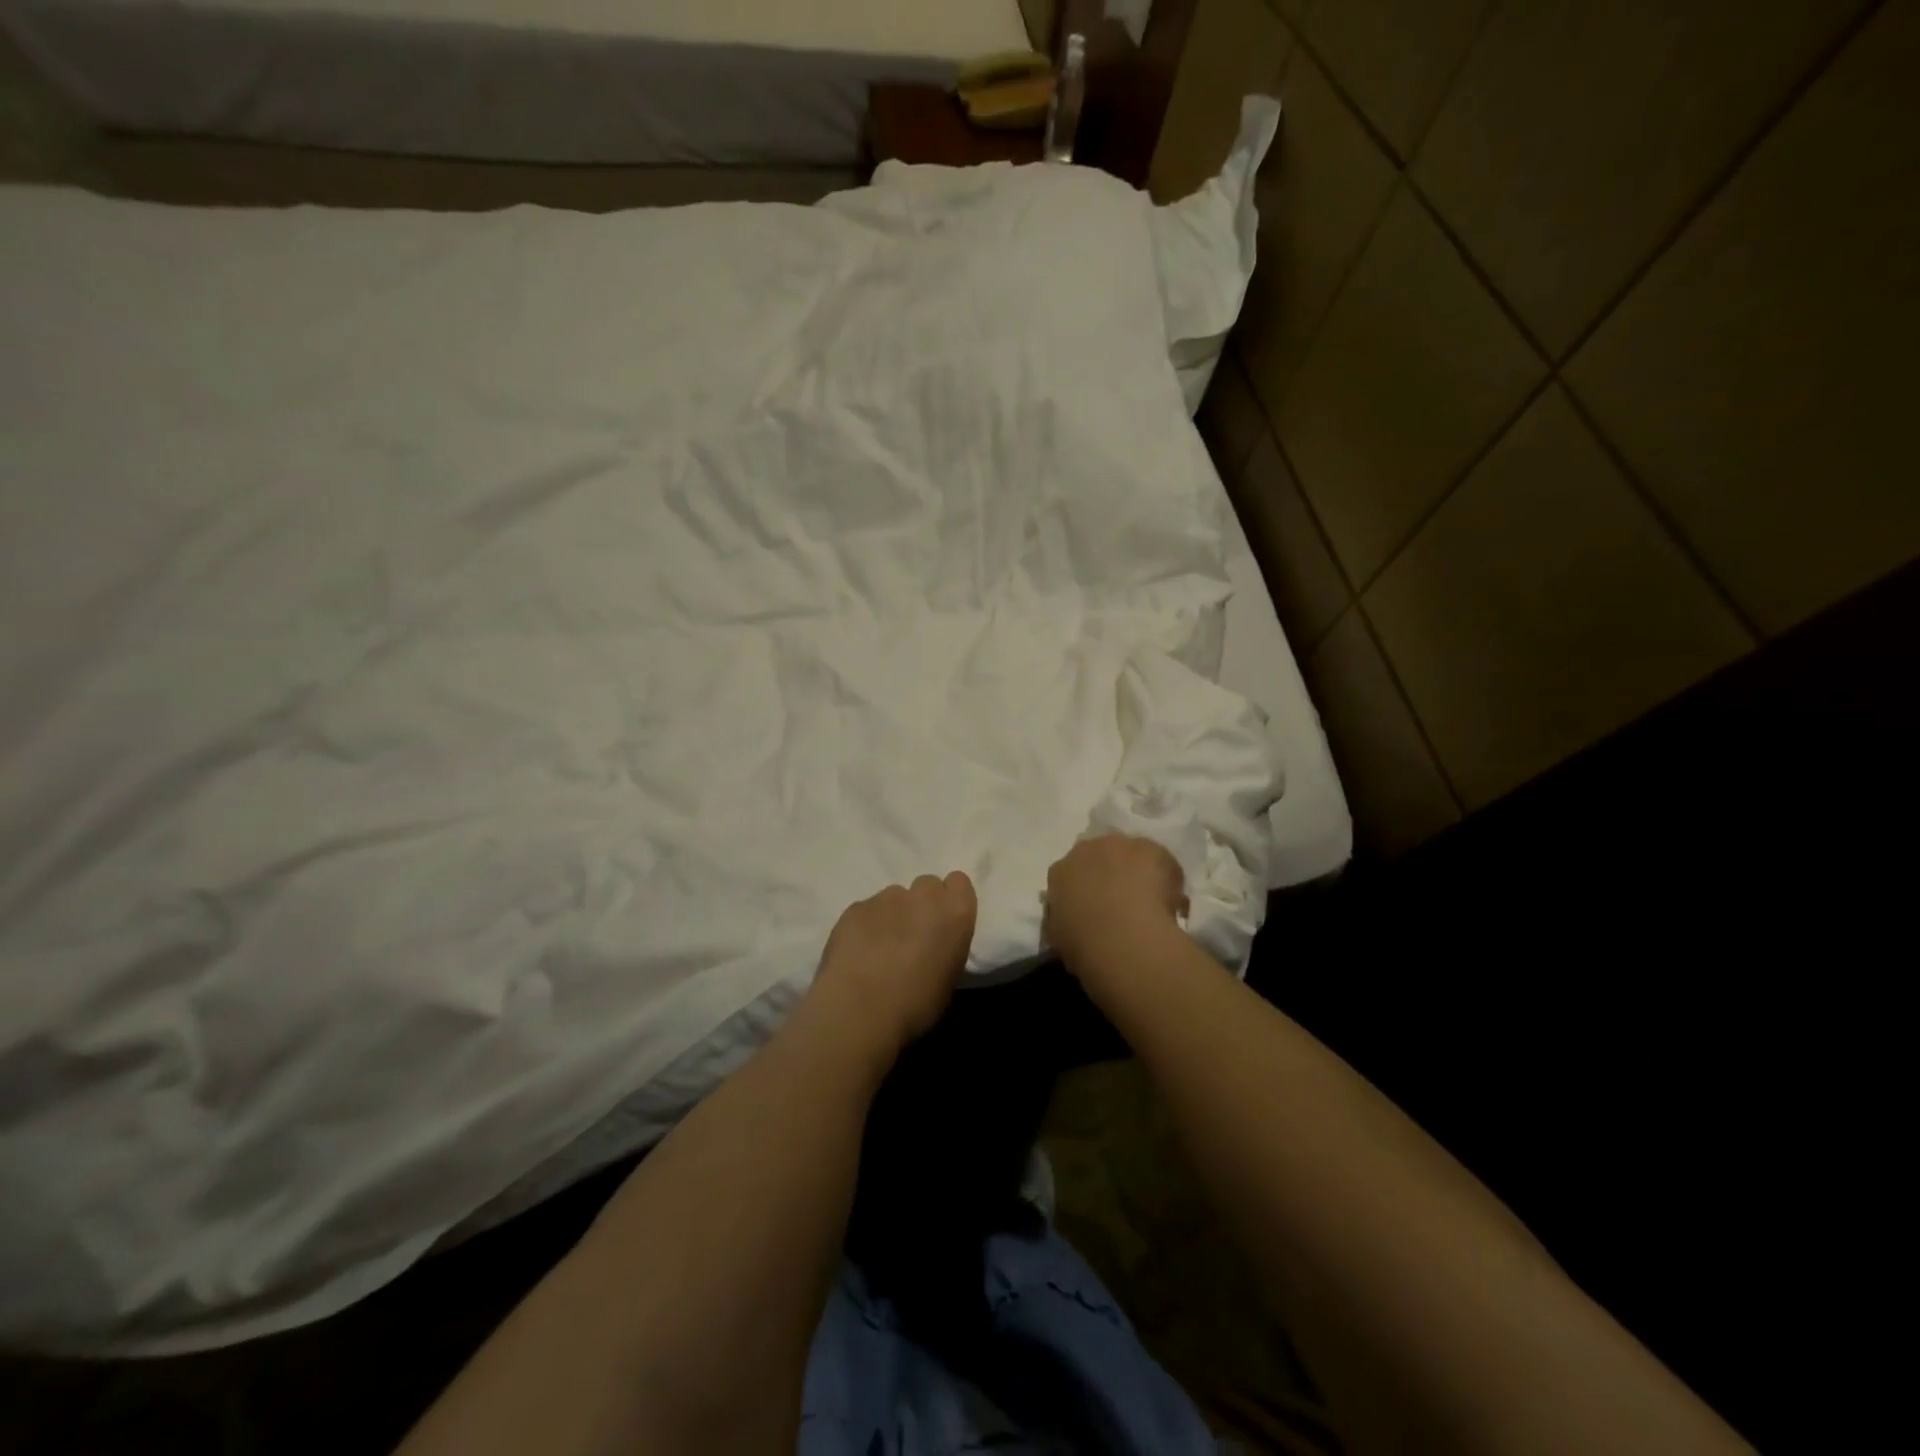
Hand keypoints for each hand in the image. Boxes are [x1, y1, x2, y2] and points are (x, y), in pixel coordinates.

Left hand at [806, 872, 977, 1063]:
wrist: (861, 1009)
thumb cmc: (916, 1004)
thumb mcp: (948, 978)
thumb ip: (945, 947)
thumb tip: (932, 947)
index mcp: (955, 913)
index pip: (959, 882)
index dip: (950, 900)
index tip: (943, 922)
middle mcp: (923, 896)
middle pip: (927, 885)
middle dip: (922, 904)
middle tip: (913, 934)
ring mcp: (886, 898)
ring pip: (894, 897)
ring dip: (892, 914)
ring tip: (880, 946)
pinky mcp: (855, 907)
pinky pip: (866, 910)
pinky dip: (865, 925)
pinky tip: (858, 952)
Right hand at [1043, 834, 1186, 980]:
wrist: (1123, 939)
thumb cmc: (1084, 945)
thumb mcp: (1059, 939)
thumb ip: (1063, 922)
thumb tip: (1073, 920)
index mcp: (1060, 873)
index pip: (1069, 876)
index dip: (1084, 891)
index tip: (1094, 910)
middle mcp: (1085, 849)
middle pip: (1099, 857)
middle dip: (1110, 875)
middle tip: (1123, 905)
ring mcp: (1120, 845)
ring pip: (1131, 855)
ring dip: (1138, 874)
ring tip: (1151, 906)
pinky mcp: (1151, 848)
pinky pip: (1160, 863)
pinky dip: (1166, 880)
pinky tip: (1171, 906)